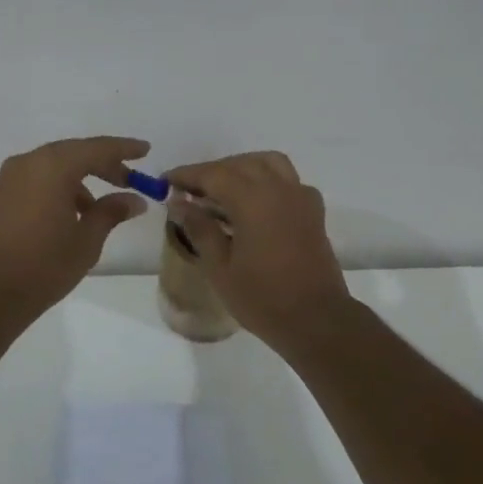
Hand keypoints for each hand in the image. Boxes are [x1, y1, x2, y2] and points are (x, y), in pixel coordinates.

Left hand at [0, 137, 150, 317]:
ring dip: (74, 181)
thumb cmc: (42, 266)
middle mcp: (26, 164)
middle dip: (101, 165)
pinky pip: (29, 184)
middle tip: (126, 179)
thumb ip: (111, 212)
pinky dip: (50, 191)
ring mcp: (4, 181)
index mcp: (52, 166)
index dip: (124, 149)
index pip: (97, 148)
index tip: (145, 150)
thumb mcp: (86, 241)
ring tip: (93, 209)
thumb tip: (134, 199)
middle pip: (71, 154)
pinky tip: (60, 218)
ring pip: (48, 169)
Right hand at [164, 151, 350, 347]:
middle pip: (239, 164)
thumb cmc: (263, 298)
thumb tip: (179, 203)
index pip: (213, 174)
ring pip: (268, 163)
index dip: (187, 174)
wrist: (316, 320)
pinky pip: (288, 180)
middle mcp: (278, 188)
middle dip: (212, 171)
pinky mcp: (313, 210)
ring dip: (242, 167)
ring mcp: (300, 196)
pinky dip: (268, 180)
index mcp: (252, 199)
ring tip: (223, 188)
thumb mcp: (220, 268)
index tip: (166, 180)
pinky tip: (257, 202)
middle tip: (190, 189)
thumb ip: (200, 229)